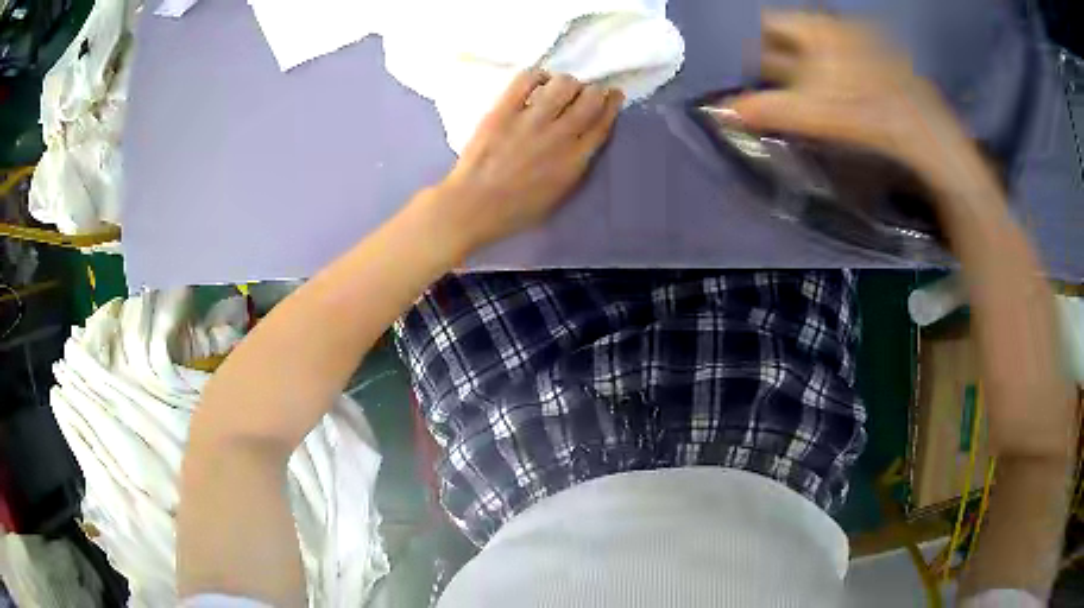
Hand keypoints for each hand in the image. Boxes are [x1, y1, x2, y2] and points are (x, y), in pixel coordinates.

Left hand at [430, 70, 622, 251]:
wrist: (472, 207)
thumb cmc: (515, 210)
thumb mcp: (559, 194)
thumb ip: (575, 165)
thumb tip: (583, 138)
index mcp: (575, 161)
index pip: (602, 122)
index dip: (611, 104)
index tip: (612, 95)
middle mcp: (559, 136)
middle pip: (589, 99)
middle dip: (593, 91)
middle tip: (584, 91)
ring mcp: (530, 121)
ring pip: (563, 84)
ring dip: (567, 82)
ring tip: (559, 88)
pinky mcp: (503, 111)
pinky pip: (526, 80)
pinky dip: (537, 76)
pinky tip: (537, 82)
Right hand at [722, 12, 985, 201]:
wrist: (929, 136)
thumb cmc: (869, 118)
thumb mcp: (814, 115)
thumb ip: (766, 110)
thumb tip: (722, 112)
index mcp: (816, 28)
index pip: (769, 24)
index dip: (758, 50)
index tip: (759, 78)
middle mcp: (837, 25)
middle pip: (794, 36)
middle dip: (781, 61)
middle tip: (780, 92)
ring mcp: (862, 40)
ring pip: (819, 48)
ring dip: (808, 70)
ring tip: (812, 101)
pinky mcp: (881, 59)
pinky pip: (845, 58)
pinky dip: (835, 74)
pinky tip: (843, 101)